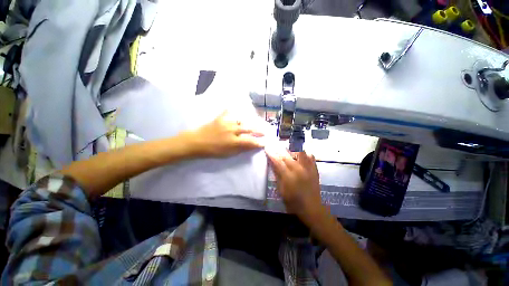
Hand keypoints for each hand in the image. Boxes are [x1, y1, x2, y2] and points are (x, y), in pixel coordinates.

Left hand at [185, 110, 264, 157]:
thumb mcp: (228, 154)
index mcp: (234, 141)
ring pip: (242, 120)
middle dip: (258, 130)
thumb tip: (251, 146)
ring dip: (249, 122)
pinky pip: (228, 112)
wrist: (196, 142)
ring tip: (254, 123)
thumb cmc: (212, 151)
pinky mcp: (220, 118)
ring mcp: (226, 122)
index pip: (250, 141)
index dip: (259, 142)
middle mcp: (232, 130)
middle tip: (264, 131)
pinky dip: (233, 111)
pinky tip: (236, 108)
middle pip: (249, 128)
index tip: (264, 143)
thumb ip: (241, 149)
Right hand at [266, 150, 323, 221]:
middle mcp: (299, 170)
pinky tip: (300, 153)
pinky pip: (310, 157)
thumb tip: (272, 163)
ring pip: (300, 152)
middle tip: (274, 145)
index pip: (278, 162)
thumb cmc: (294, 202)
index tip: (267, 148)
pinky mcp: (315, 170)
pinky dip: (304, 153)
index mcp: (289, 177)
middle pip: (287, 156)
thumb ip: (277, 175)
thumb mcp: (281, 190)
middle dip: (279, 149)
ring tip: (287, 146)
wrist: (312, 209)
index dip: (271, 154)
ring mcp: (308, 169)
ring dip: (292, 148)